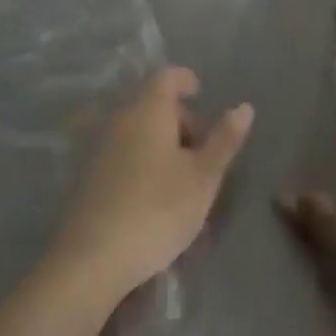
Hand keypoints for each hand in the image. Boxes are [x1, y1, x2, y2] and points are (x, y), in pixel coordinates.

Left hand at [50, 67, 252, 298]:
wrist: (93, 259)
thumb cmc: (157, 209)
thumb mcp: (203, 177)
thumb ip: (224, 140)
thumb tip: (244, 107)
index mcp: (149, 110)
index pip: (166, 76)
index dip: (185, 79)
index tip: (201, 94)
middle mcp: (121, 120)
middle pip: (153, 104)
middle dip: (180, 119)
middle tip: (202, 149)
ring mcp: (101, 148)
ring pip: (139, 131)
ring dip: (163, 144)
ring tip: (184, 179)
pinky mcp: (90, 177)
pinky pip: (125, 154)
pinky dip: (144, 161)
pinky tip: (156, 196)